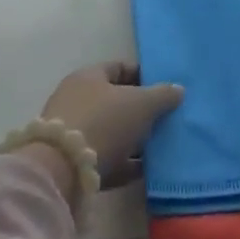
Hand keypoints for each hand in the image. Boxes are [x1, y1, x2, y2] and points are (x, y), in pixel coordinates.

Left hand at [42, 61, 183, 180]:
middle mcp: (76, 100)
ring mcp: (72, 133)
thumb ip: (163, 95)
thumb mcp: (142, 103)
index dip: (144, 76)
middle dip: (141, 110)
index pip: (120, 68)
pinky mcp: (72, 163)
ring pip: (111, 132)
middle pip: (116, 101)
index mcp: (89, 77)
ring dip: (134, 139)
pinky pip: (106, 159)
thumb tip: (177, 89)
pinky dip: (124, 163)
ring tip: (160, 145)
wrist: (62, 170)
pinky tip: (145, 170)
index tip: (166, 88)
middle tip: (166, 118)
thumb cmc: (104, 122)